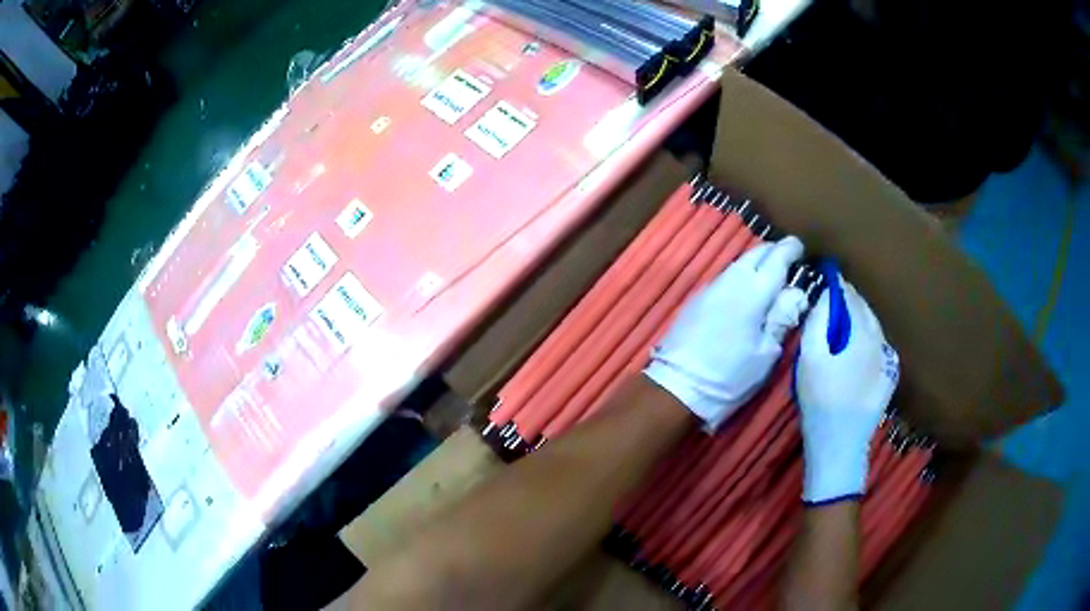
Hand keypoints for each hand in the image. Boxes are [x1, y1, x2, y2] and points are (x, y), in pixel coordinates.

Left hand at [644, 236, 805, 429]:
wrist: (677, 388)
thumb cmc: (730, 376)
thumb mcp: (766, 353)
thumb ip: (783, 318)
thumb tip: (797, 292)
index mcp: (753, 293)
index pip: (776, 259)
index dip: (790, 250)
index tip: (800, 247)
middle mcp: (730, 282)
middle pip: (754, 255)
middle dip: (773, 252)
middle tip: (787, 260)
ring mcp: (710, 289)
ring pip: (738, 264)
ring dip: (755, 263)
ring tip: (769, 275)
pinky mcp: (696, 300)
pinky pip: (725, 277)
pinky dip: (740, 276)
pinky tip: (745, 290)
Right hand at [795, 274, 898, 503]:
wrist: (840, 443)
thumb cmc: (820, 400)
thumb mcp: (810, 358)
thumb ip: (817, 322)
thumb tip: (825, 297)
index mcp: (862, 333)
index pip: (851, 297)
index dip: (837, 286)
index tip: (824, 280)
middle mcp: (881, 340)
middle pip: (865, 310)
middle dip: (849, 303)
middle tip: (830, 303)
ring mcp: (889, 359)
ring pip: (874, 327)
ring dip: (858, 321)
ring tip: (841, 325)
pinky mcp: (890, 375)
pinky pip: (878, 346)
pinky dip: (867, 339)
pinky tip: (854, 350)